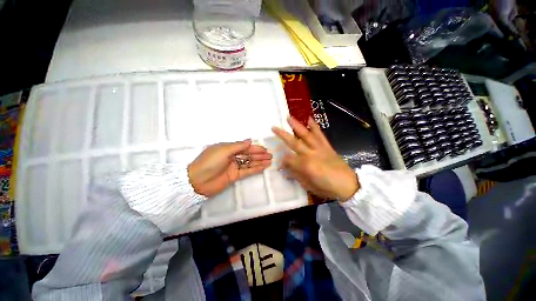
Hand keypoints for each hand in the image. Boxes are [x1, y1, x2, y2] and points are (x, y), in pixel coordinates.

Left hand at [188, 140, 271, 197]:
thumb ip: (237, 146)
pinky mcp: (235, 176)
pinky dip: (255, 169)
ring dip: (259, 161)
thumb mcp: (223, 150)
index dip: (255, 148)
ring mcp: (234, 166)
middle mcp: (232, 156)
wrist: (197, 181)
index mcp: (228, 148)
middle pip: (248, 155)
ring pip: (249, 162)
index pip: (244, 147)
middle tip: (270, 155)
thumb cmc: (209, 162)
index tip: (264, 149)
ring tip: (270, 160)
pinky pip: (247, 171)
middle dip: (259, 154)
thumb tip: (249, 140)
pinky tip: (263, 167)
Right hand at [272, 117, 358, 200]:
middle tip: (274, 127)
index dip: (282, 159)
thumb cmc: (326, 187)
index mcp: (305, 165)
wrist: (347, 184)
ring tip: (289, 117)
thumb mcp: (308, 185)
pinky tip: (310, 119)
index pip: (288, 159)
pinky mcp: (326, 146)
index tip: (279, 160)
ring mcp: (319, 148)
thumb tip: (285, 169)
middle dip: (282, 135)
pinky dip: (315, 127)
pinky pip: (320, 135)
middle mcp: (310, 154)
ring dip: (297, 126)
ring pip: (306, 135)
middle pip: (294, 142)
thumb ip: (295, 175)